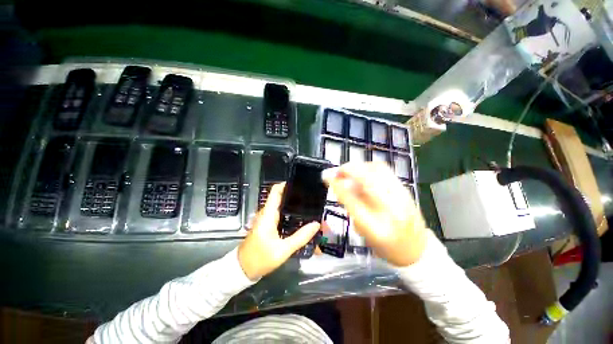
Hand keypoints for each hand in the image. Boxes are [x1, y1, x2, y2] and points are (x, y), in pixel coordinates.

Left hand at [238, 183, 320, 280]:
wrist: (242, 270)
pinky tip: (299, 217)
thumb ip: (300, 237)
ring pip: (281, 206)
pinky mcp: (267, 224)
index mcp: (268, 214)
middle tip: (310, 198)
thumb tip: (316, 224)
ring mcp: (266, 218)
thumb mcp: (283, 250)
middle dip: (295, 196)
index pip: (276, 191)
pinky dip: (290, 213)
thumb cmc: (260, 258)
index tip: (300, 184)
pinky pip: (280, 214)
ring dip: (293, 205)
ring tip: (308, 206)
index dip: (287, 184)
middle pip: (281, 197)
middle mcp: (266, 213)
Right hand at [322, 162, 427, 266]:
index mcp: (375, 227)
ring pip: (377, 169)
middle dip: (347, 170)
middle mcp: (390, 210)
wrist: (417, 249)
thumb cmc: (385, 246)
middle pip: (366, 179)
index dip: (336, 185)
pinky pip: (385, 170)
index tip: (326, 177)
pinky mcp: (405, 189)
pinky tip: (363, 172)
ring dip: (358, 166)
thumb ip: (351, 207)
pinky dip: (369, 166)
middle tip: (337, 171)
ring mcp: (401, 197)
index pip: (351, 200)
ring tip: (350, 171)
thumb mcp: (363, 231)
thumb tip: (341, 185)